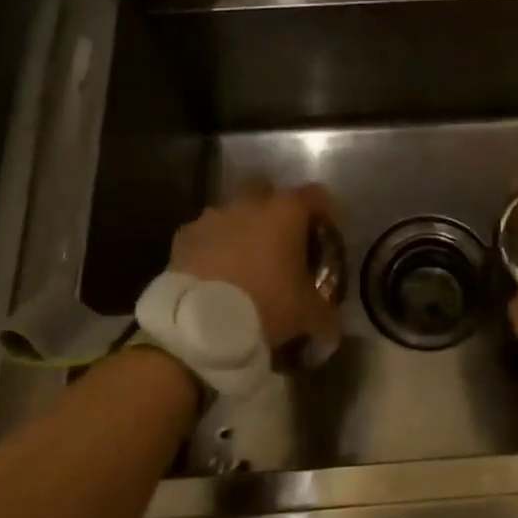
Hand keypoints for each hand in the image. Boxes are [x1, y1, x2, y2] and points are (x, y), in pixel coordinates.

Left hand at [169, 179, 341, 355]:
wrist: (199, 326)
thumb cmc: (266, 306)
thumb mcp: (309, 315)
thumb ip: (327, 313)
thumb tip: (334, 323)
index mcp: (287, 212)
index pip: (316, 196)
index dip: (325, 213)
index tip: (325, 234)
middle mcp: (250, 204)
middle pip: (268, 191)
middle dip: (276, 211)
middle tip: (282, 243)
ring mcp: (213, 217)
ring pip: (233, 212)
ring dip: (241, 229)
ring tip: (245, 262)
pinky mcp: (184, 237)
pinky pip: (206, 234)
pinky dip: (213, 247)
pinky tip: (216, 273)